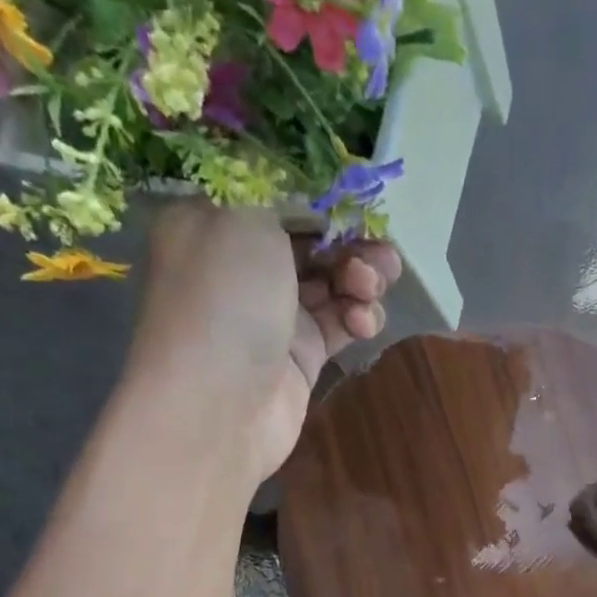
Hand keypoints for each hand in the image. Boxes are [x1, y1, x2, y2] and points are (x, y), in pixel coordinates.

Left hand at [130, 202, 400, 473]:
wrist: (218, 407)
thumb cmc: (224, 300)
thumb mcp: (244, 216)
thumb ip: (284, 190)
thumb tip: (316, 189)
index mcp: (215, 219)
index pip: (278, 192)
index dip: (324, 195)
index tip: (360, 199)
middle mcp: (242, 263)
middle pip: (313, 238)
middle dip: (351, 240)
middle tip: (380, 251)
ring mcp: (274, 312)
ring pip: (333, 282)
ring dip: (362, 279)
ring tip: (370, 288)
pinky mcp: (302, 354)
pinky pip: (341, 324)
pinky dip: (358, 318)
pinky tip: (362, 324)